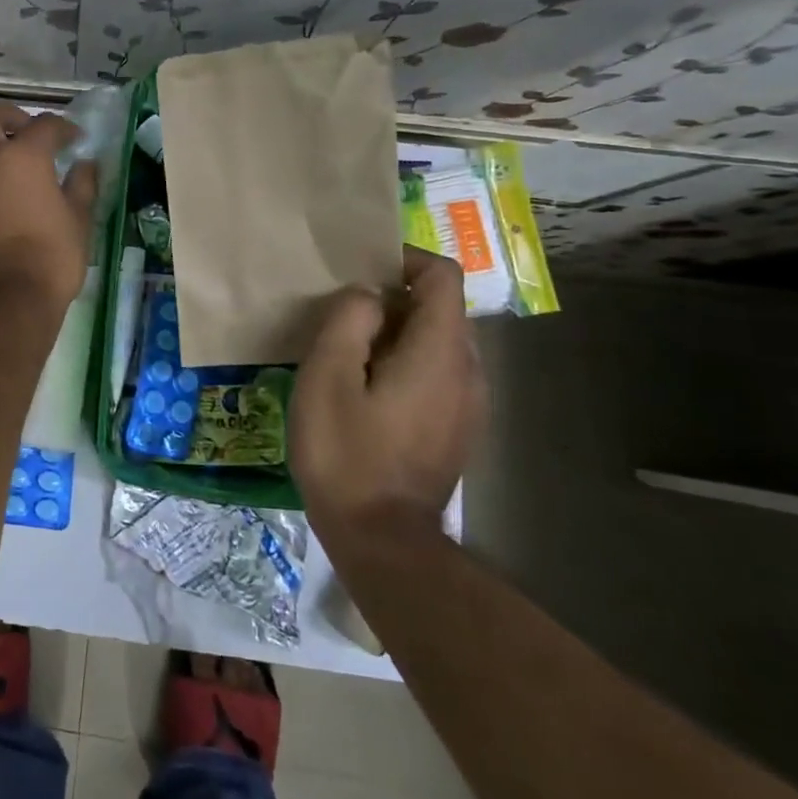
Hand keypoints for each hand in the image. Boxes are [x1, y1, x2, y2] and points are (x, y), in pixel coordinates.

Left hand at [0, 104, 97, 311]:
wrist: (8, 301)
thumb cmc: (52, 259)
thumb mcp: (79, 220)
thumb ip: (82, 185)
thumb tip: (85, 164)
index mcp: (23, 156)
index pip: (45, 125)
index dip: (63, 128)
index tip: (73, 139)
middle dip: (6, 116)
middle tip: (21, 132)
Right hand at [287, 246, 486, 548]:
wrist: (382, 539)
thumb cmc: (346, 453)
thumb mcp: (327, 378)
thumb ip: (348, 322)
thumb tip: (366, 295)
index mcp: (439, 352)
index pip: (443, 276)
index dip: (404, 259)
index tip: (360, 268)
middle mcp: (468, 371)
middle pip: (440, 308)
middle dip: (393, 297)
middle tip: (341, 312)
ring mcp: (469, 404)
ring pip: (437, 342)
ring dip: (396, 332)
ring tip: (347, 350)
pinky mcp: (457, 429)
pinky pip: (437, 373)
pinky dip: (405, 361)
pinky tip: (365, 389)